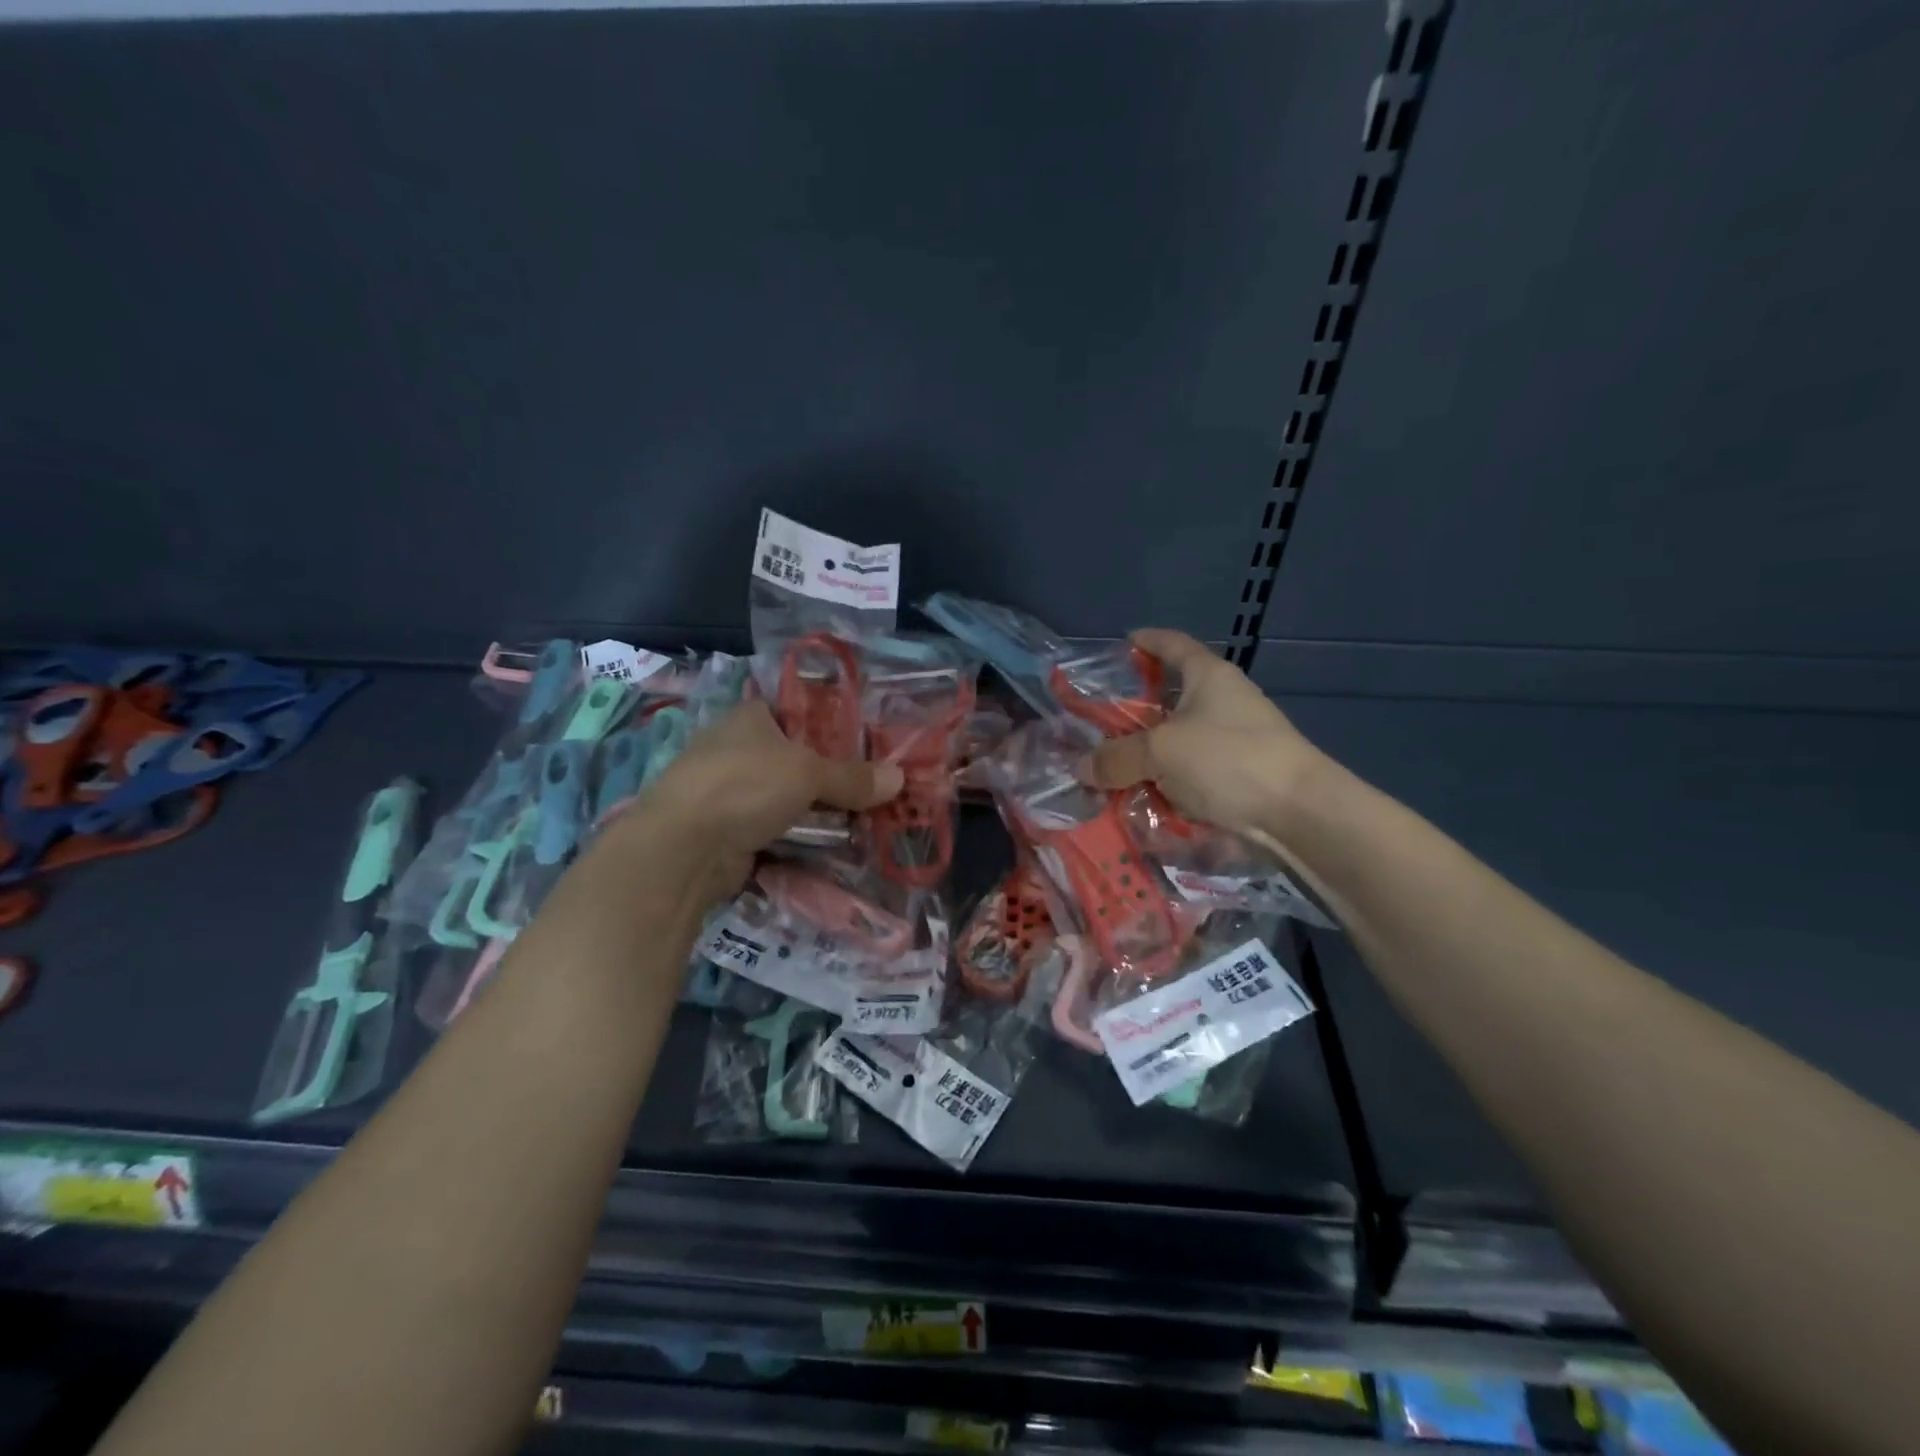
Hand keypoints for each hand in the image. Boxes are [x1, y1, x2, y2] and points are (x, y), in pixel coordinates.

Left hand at [603, 700, 903, 902]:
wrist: (683, 848)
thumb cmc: (744, 786)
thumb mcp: (808, 773)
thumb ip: (852, 777)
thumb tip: (900, 778)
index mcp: (749, 718)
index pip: (796, 712)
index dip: (831, 725)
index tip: (866, 744)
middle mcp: (736, 749)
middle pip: (795, 758)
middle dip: (830, 775)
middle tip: (874, 786)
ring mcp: (728, 793)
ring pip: (785, 797)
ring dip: (816, 810)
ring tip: (863, 819)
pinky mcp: (727, 831)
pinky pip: (775, 829)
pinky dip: (798, 837)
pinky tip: (832, 845)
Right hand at [1089, 629, 1322, 841]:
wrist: (1298, 812)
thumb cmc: (1228, 759)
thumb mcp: (1161, 752)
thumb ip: (1116, 757)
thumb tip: (1082, 768)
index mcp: (1208, 676)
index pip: (1173, 644)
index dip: (1147, 640)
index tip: (1123, 643)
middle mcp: (1224, 700)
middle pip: (1172, 696)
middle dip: (1136, 711)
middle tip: (1100, 723)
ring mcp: (1236, 738)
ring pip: (1180, 739)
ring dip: (1150, 753)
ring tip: (1114, 768)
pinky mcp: (1242, 774)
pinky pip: (1194, 772)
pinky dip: (1169, 781)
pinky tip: (1145, 797)